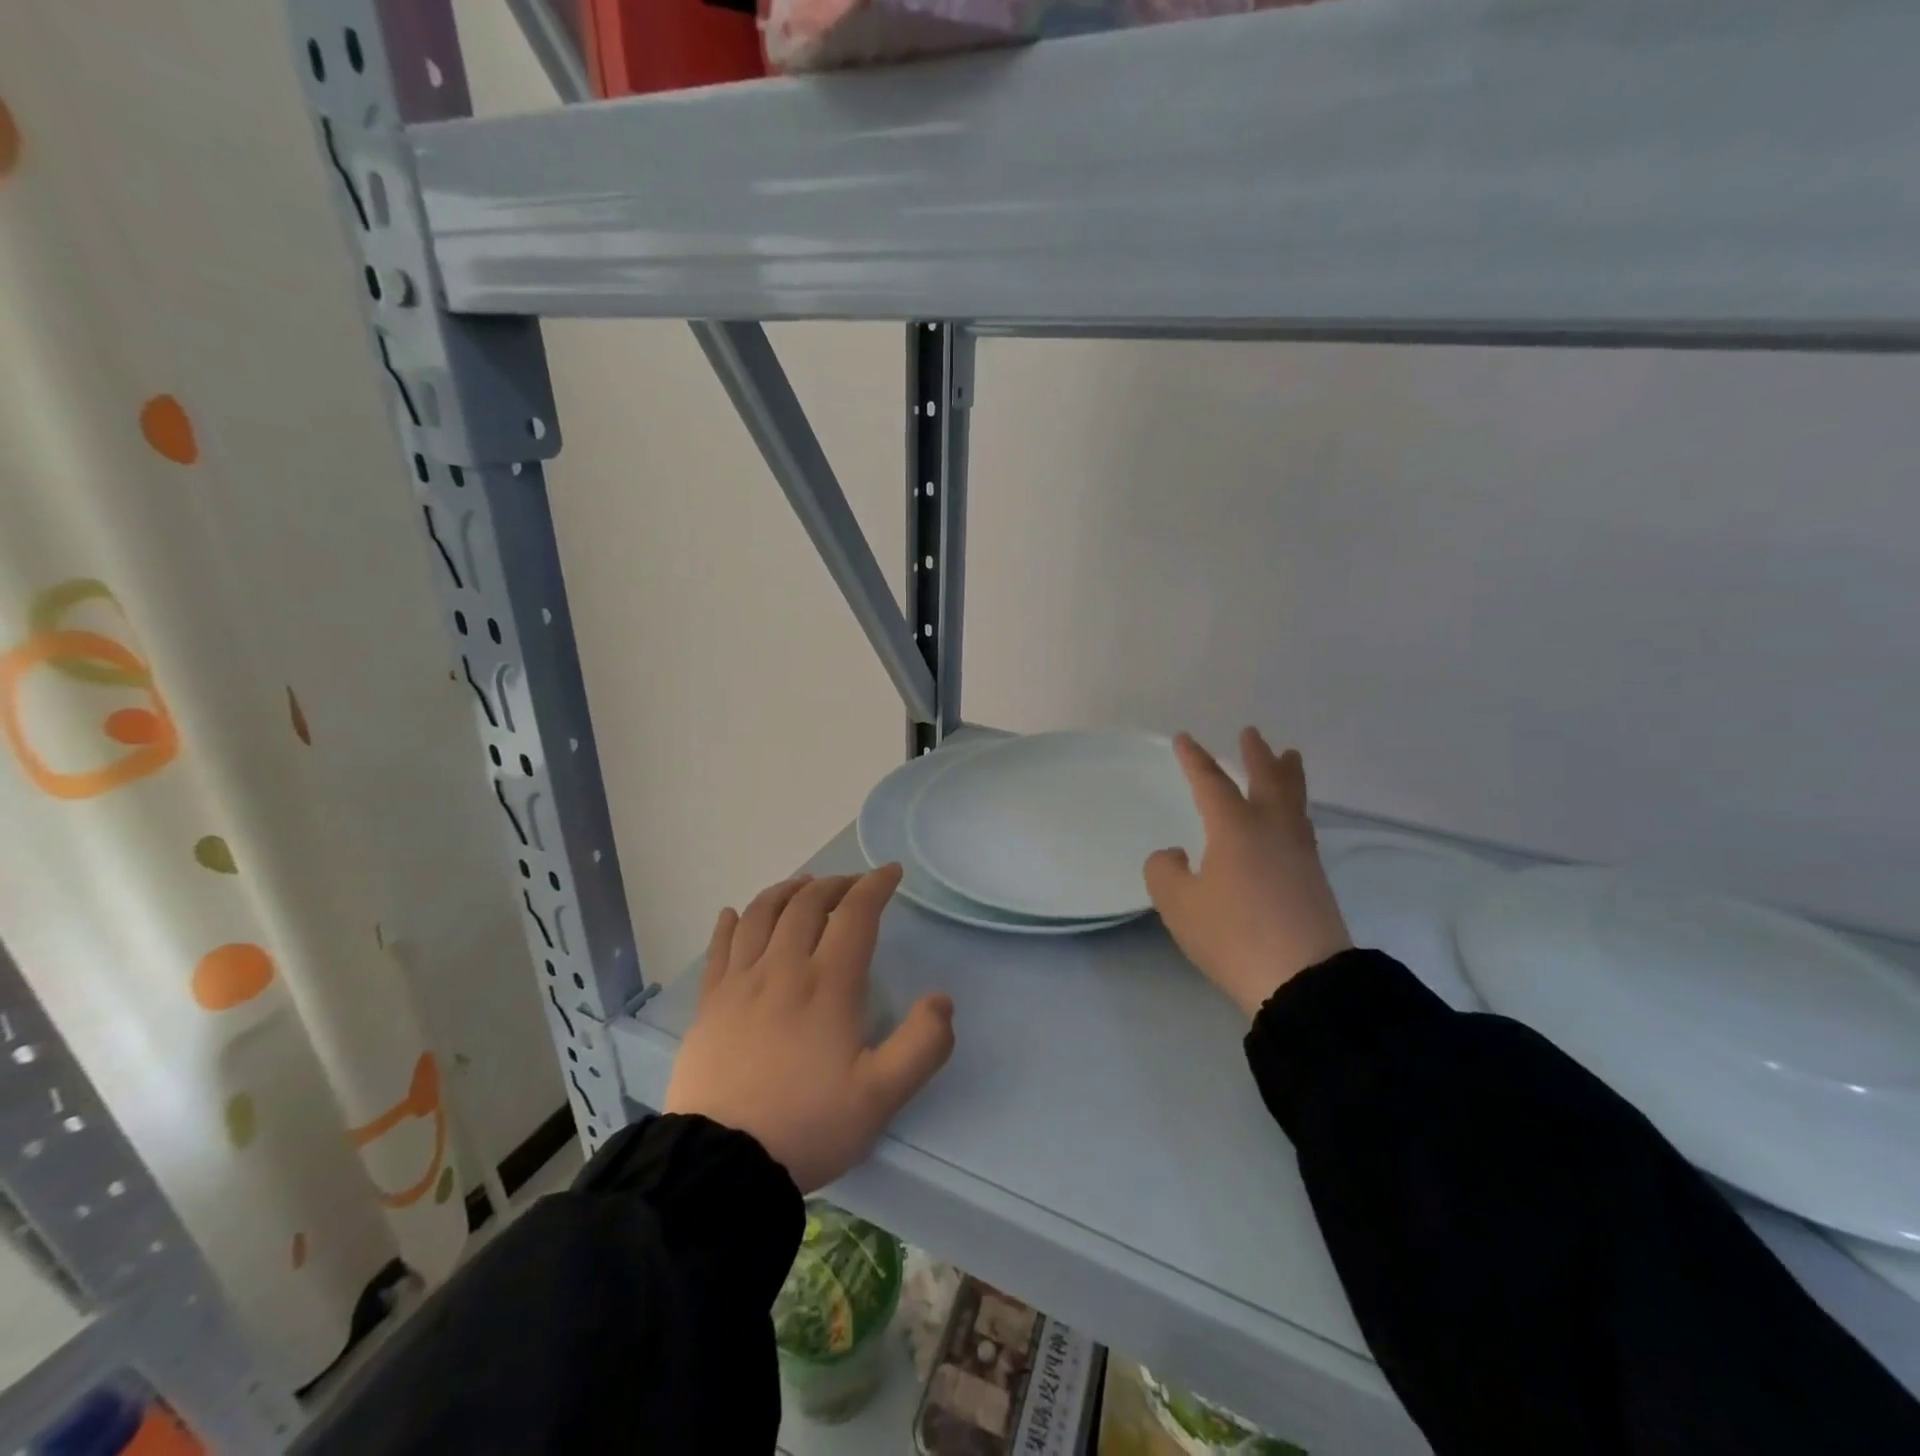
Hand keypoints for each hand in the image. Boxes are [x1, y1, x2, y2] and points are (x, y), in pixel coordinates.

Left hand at [664, 866, 955, 1192]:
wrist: (721, 1165)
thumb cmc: (807, 1126)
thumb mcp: (881, 1097)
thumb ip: (922, 1045)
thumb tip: (942, 999)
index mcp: (828, 985)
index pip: (855, 915)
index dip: (874, 886)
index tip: (890, 873)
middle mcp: (783, 969)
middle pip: (807, 904)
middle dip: (834, 884)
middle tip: (851, 884)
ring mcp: (740, 983)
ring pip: (762, 914)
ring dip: (786, 891)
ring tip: (802, 887)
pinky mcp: (709, 1003)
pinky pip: (719, 947)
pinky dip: (731, 922)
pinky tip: (735, 912)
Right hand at [1145, 729, 1351, 1018]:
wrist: (1303, 980)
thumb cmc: (1233, 934)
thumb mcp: (1179, 904)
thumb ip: (1165, 872)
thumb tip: (1174, 856)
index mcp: (1235, 828)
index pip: (1211, 783)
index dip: (1195, 760)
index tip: (1184, 739)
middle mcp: (1271, 830)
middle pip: (1267, 781)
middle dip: (1257, 755)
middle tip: (1252, 734)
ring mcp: (1299, 854)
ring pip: (1294, 802)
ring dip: (1288, 776)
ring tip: (1290, 758)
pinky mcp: (1315, 880)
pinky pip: (1302, 827)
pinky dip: (1294, 809)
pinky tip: (1291, 822)